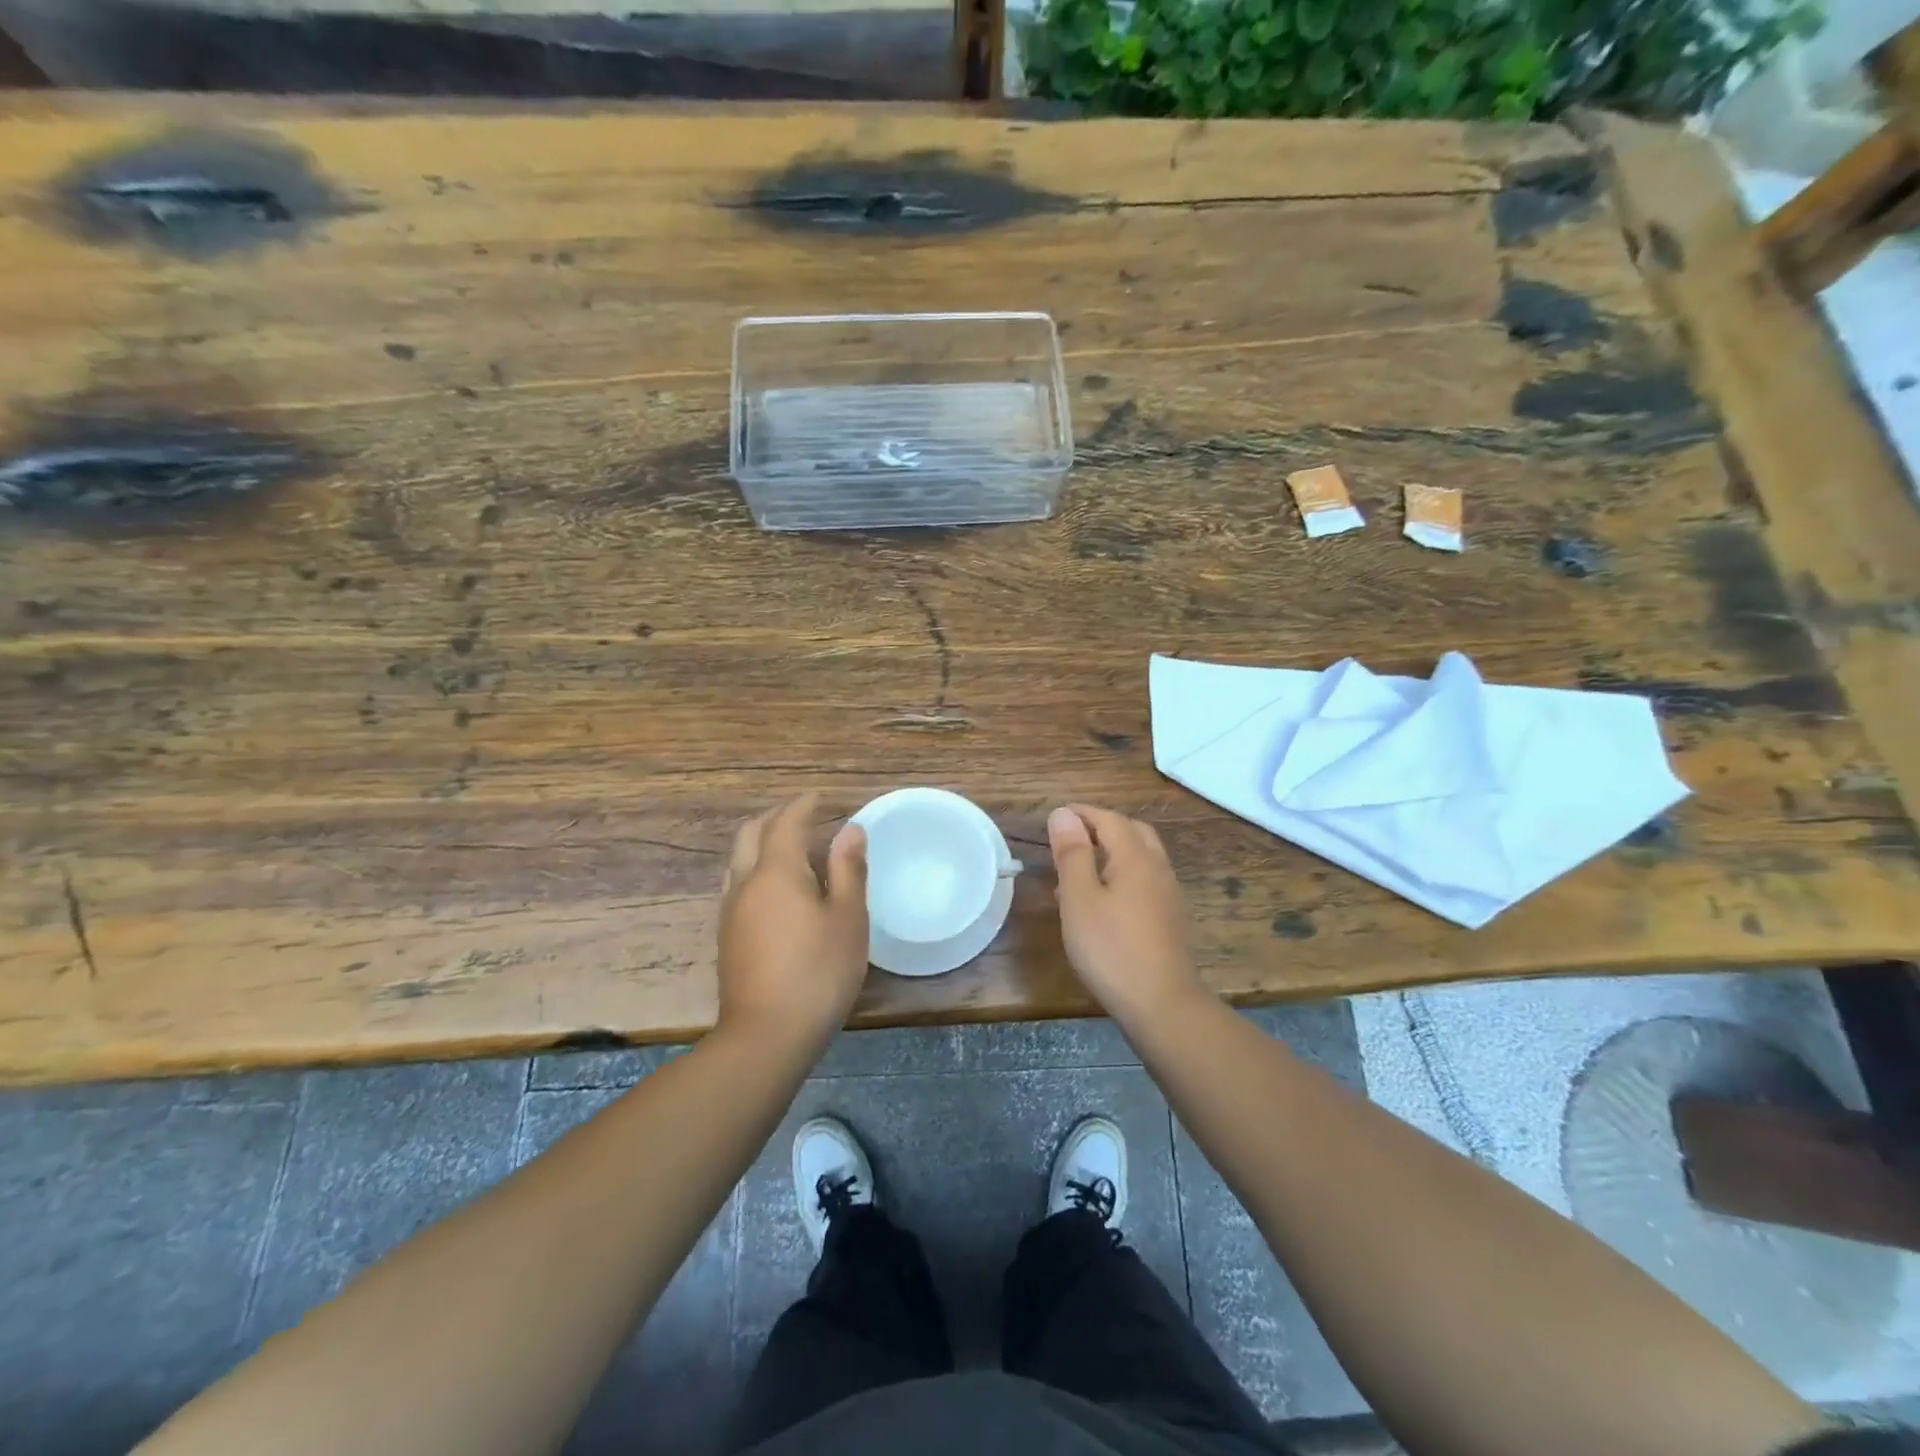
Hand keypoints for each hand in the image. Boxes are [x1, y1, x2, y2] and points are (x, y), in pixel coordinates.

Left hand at [718, 794, 868, 1056]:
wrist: (766, 1036)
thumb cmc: (818, 972)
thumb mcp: (848, 919)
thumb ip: (849, 870)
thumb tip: (850, 830)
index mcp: (777, 872)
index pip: (786, 823)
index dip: (803, 805)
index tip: (820, 797)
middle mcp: (745, 883)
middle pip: (751, 834)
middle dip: (775, 817)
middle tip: (803, 816)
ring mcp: (731, 912)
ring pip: (738, 860)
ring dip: (760, 842)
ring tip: (789, 848)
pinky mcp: (726, 937)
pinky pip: (737, 884)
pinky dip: (755, 868)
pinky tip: (775, 889)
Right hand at [1049, 804, 1205, 1025]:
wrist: (1162, 1004)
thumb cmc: (1111, 948)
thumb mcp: (1079, 898)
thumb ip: (1072, 853)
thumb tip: (1064, 814)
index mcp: (1135, 857)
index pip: (1109, 819)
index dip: (1082, 813)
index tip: (1055, 817)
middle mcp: (1157, 868)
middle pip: (1132, 832)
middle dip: (1102, 827)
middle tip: (1071, 838)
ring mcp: (1168, 895)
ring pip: (1141, 858)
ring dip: (1112, 852)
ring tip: (1079, 871)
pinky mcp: (1170, 919)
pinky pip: (1144, 882)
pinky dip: (1122, 876)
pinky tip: (1102, 903)